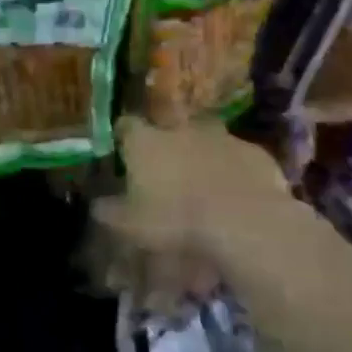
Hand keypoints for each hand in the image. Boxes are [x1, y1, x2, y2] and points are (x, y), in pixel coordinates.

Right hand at [89, 118, 294, 286]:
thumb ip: (110, 212)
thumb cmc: (175, 220)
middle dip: (166, 145)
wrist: (244, 221)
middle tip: (166, 171)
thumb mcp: (130, 226)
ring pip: (206, 139)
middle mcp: (181, 129)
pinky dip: (234, 170)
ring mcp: (221, 137)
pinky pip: (238, 157)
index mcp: (146, 141)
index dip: (124, 137)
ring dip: (202, 155)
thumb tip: (97, 205)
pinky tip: (236, 194)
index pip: (126, 126)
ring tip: (203, 184)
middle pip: (168, 128)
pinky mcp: (254, 152)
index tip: (123, 151)